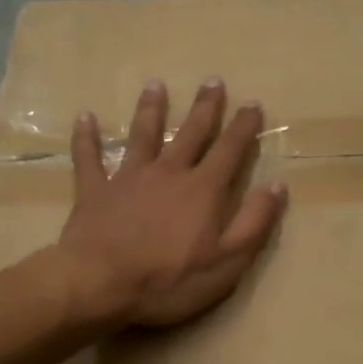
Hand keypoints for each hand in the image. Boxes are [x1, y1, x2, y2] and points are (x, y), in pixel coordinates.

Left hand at [54, 78, 286, 327]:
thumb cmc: (169, 281)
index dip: (244, 127)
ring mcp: (128, 178)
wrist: (100, 283)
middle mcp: (168, 172)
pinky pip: (89, 157)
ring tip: (155, 85)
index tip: (253, 104)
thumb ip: (254, 223)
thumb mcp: (227, 262)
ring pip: (142, 135)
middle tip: (213, 80)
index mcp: (203, 190)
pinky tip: (85, 117)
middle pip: (190, 133)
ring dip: (151, 109)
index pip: (230, 150)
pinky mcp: (95, 190)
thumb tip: (277, 185)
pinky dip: (86, 137)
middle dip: (205, 107)